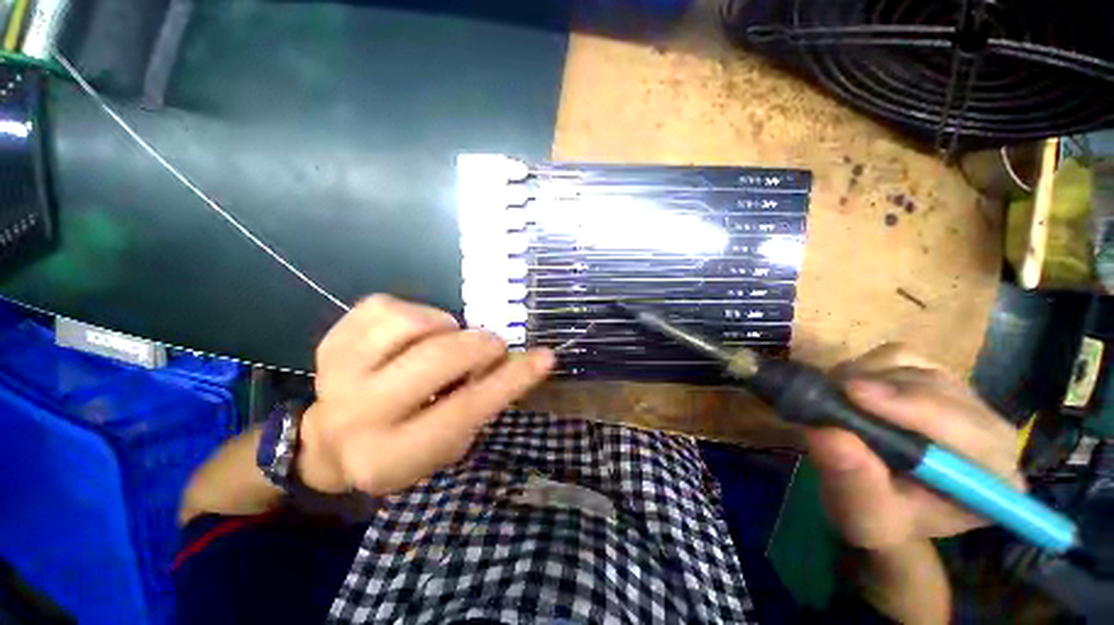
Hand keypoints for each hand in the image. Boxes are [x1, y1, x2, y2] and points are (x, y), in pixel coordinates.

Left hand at [295, 295, 554, 495]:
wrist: (330, 442)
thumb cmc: (404, 445)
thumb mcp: (450, 440)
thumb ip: (482, 400)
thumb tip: (517, 359)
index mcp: (394, 454)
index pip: (467, 408)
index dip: (511, 379)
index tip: (546, 356)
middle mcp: (359, 415)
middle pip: (438, 358)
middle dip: (480, 345)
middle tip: (491, 347)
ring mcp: (337, 374)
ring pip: (409, 323)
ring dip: (443, 327)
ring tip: (445, 341)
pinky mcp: (330, 343)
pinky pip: (384, 306)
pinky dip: (415, 313)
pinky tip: (415, 334)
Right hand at [805, 344, 1022, 550]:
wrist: (875, 499)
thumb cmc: (876, 517)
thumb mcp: (862, 512)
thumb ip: (852, 478)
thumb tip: (825, 433)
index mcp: (992, 479)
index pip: (970, 432)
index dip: (915, 408)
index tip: (853, 394)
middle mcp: (990, 433)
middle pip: (942, 390)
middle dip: (881, 389)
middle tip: (829, 392)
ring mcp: (964, 399)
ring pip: (917, 368)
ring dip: (868, 377)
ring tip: (835, 398)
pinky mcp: (933, 378)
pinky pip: (900, 356)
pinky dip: (867, 366)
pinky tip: (849, 388)